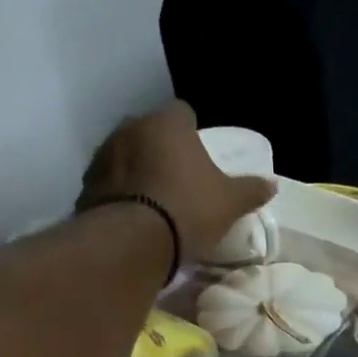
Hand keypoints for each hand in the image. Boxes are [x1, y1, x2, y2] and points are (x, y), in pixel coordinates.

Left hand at [78, 101, 274, 261]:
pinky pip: (108, 185)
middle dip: (161, 149)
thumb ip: (250, 190)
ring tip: (154, 200)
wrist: (131, 244)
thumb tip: (272, 184)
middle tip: (178, 177)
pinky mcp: (85, 187)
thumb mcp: (229, 203)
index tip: (200, 153)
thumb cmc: (188, 209)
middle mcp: (129, 130)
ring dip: (137, 171)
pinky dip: (119, 194)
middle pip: (149, 133)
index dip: (192, 130)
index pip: (182, 113)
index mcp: (166, 124)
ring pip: (125, 157)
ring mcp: (102, 157)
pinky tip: (133, 216)